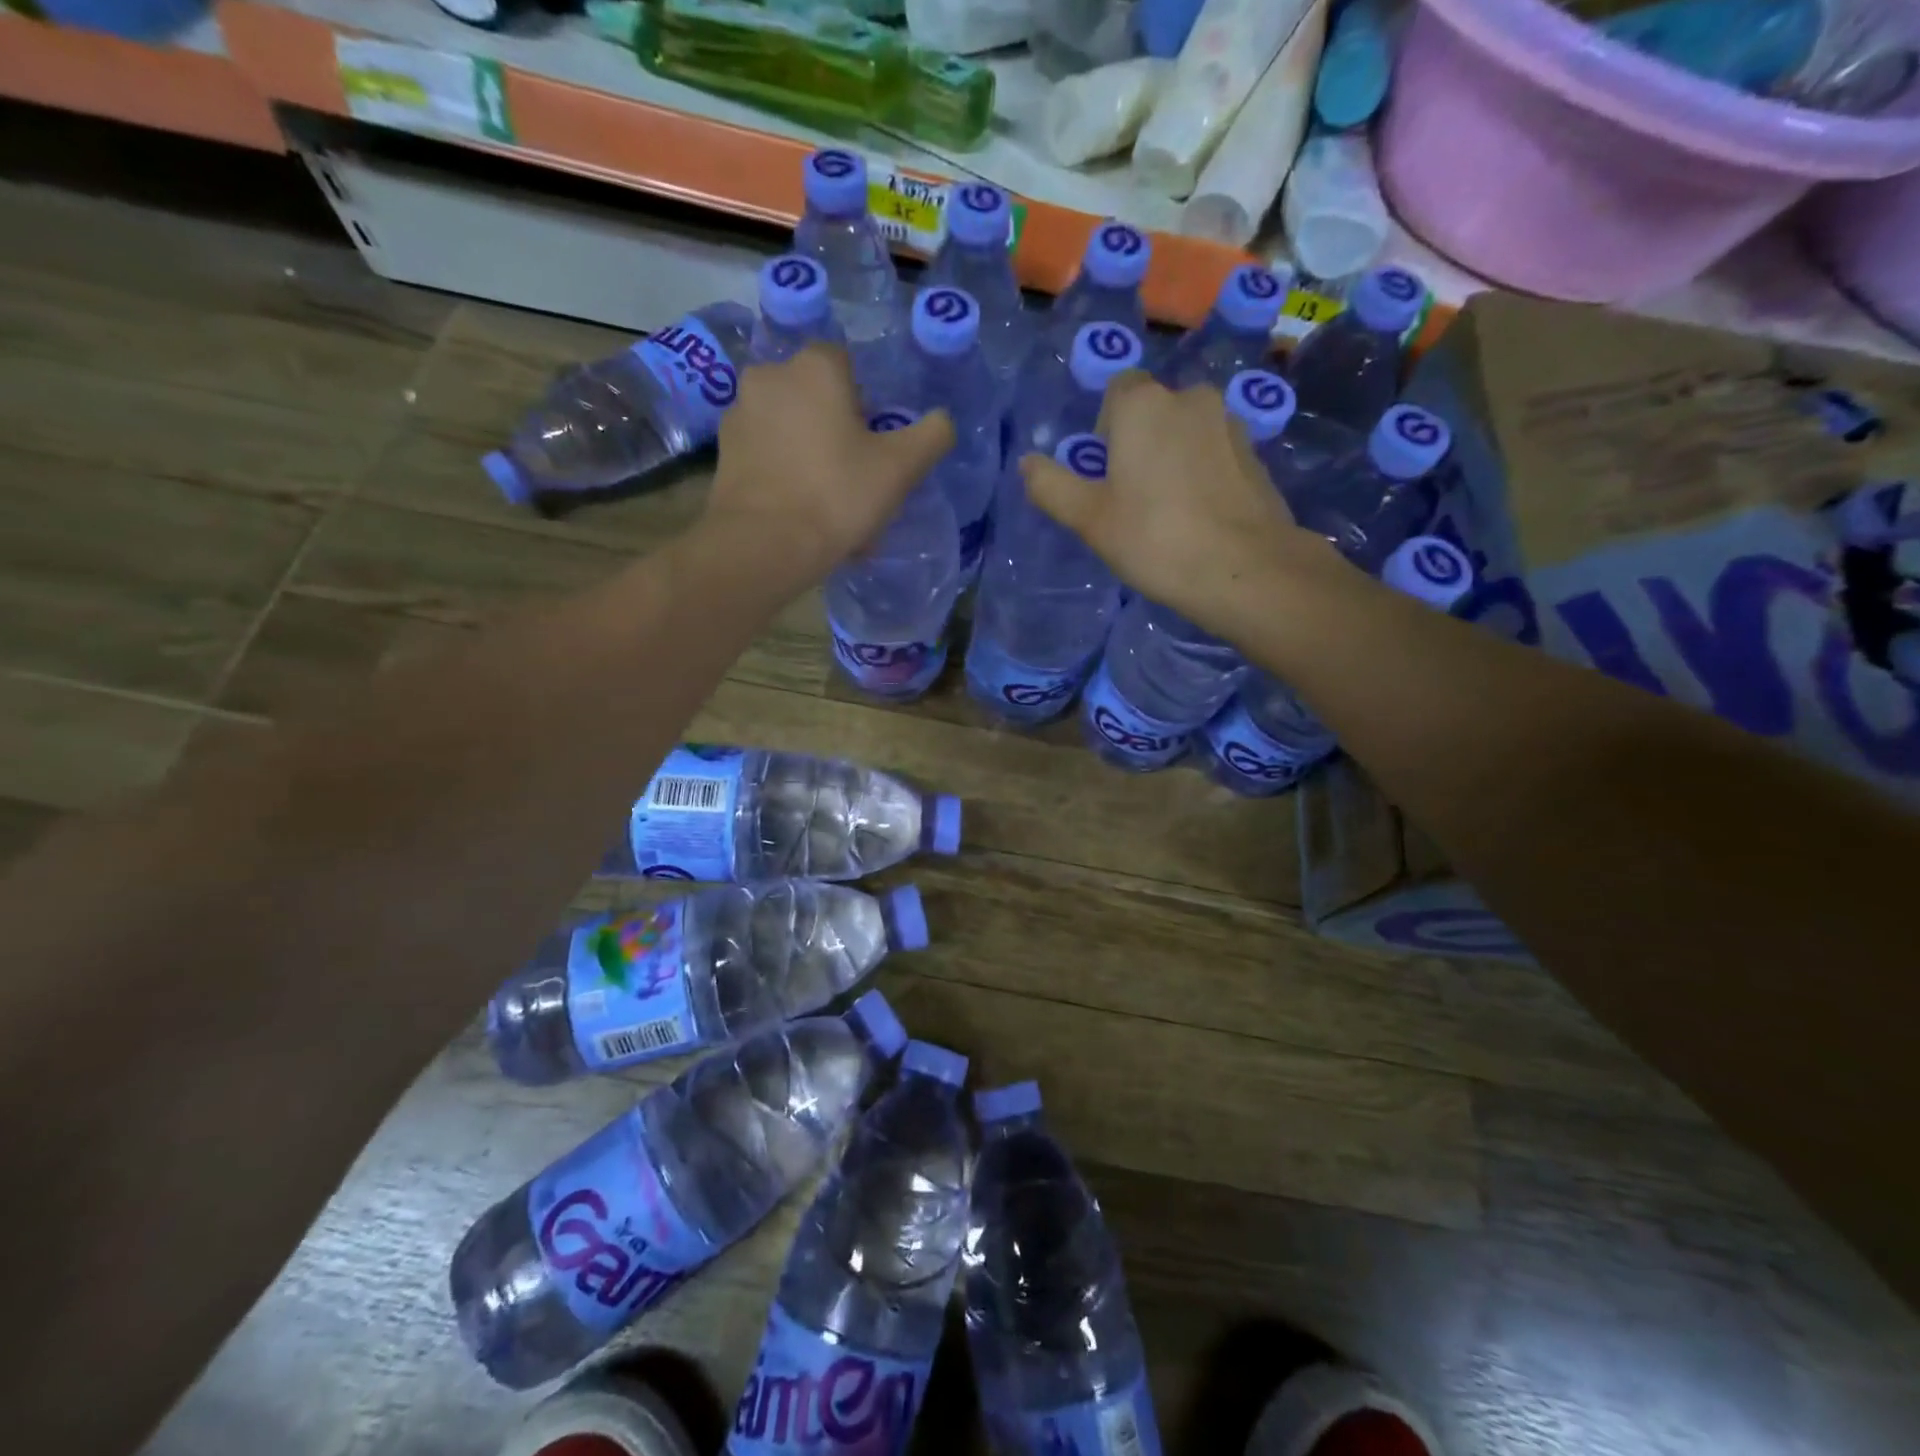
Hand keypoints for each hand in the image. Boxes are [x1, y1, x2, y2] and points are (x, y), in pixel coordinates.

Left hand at [706, 343, 953, 578]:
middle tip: (856, 480)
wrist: (764, 545)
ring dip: (811, 457)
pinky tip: (801, 516)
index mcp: (814, 367)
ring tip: (829, 508)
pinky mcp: (724, 454)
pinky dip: (785, 477)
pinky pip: (768, 457)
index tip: (874, 445)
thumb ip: (932, 434)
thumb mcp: (901, 467)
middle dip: (836, 433)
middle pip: (816, 399)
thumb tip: (943, 421)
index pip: (847, 366)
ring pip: (791, 430)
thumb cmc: (837, 495)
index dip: (866, 406)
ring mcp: (740, 414)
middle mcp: (770, 376)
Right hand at [1019, 373, 1338, 637]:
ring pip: (1187, 431)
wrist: (1244, 569)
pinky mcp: (1256, 454)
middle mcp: (1190, 398)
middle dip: (1140, 443)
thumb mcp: (1089, 519)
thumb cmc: (1155, 539)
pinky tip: (1200, 517)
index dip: (1106, 428)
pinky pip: (1215, 453)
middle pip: (1154, 411)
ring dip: (1173, 457)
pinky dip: (1203, 473)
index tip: (1105, 472)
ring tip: (1169, 511)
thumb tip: (1027, 463)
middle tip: (1132, 498)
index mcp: (1144, 405)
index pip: (1118, 390)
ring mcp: (1229, 424)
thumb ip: (1052, 486)